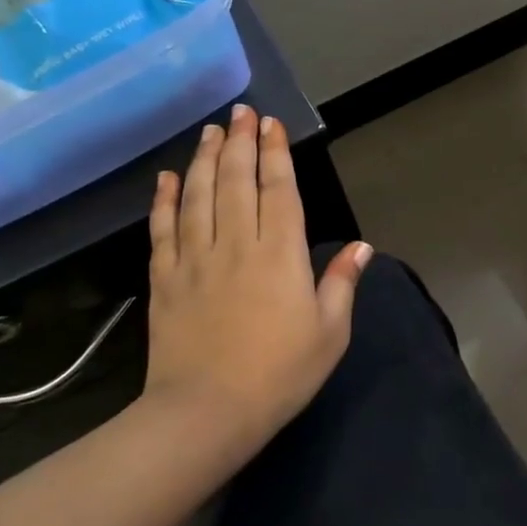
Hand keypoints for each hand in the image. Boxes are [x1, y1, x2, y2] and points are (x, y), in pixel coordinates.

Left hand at [144, 105, 372, 452]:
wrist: (206, 413)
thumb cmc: (280, 374)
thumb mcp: (329, 333)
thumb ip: (342, 284)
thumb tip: (363, 248)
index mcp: (281, 255)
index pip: (279, 190)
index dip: (276, 154)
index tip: (271, 125)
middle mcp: (236, 244)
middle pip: (236, 181)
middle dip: (240, 143)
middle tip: (241, 112)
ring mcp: (195, 259)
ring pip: (199, 196)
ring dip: (205, 159)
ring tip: (211, 131)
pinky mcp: (165, 280)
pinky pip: (163, 229)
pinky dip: (165, 200)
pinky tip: (167, 177)